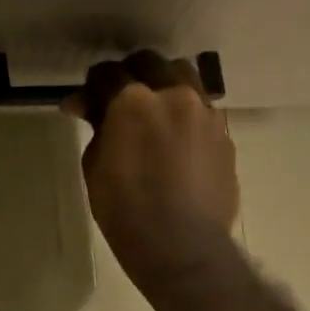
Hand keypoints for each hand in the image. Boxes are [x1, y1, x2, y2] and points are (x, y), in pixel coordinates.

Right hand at [65, 52, 238, 297]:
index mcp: (133, 101)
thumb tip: (89, 107)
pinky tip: (178, 137)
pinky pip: (203, 109)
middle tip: (118, 99)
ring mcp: (205, 113)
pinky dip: (186, 113)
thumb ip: (96, 128)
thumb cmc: (127, 212)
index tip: (84, 104)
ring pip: (184, 76)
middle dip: (130, 75)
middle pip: (150, 63)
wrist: (183, 247)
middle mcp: (174, 95)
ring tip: (155, 110)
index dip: (92, 86)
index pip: (107, 73)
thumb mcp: (95, 167)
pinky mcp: (225, 134)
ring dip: (164, 84)